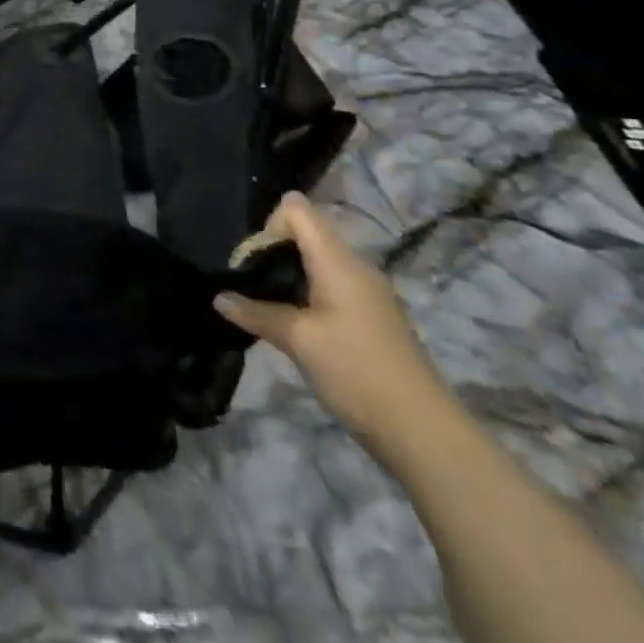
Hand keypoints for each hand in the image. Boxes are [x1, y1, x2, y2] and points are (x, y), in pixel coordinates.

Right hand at [215, 192, 451, 456]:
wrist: (424, 434)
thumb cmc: (357, 372)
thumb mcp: (299, 341)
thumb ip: (256, 313)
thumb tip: (219, 298)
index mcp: (339, 261)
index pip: (297, 208)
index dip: (268, 225)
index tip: (254, 263)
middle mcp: (355, 266)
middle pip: (305, 232)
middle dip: (272, 250)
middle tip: (252, 284)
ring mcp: (367, 292)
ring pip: (317, 260)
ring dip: (288, 273)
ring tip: (267, 304)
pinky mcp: (371, 316)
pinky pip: (330, 284)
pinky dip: (306, 292)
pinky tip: (294, 323)